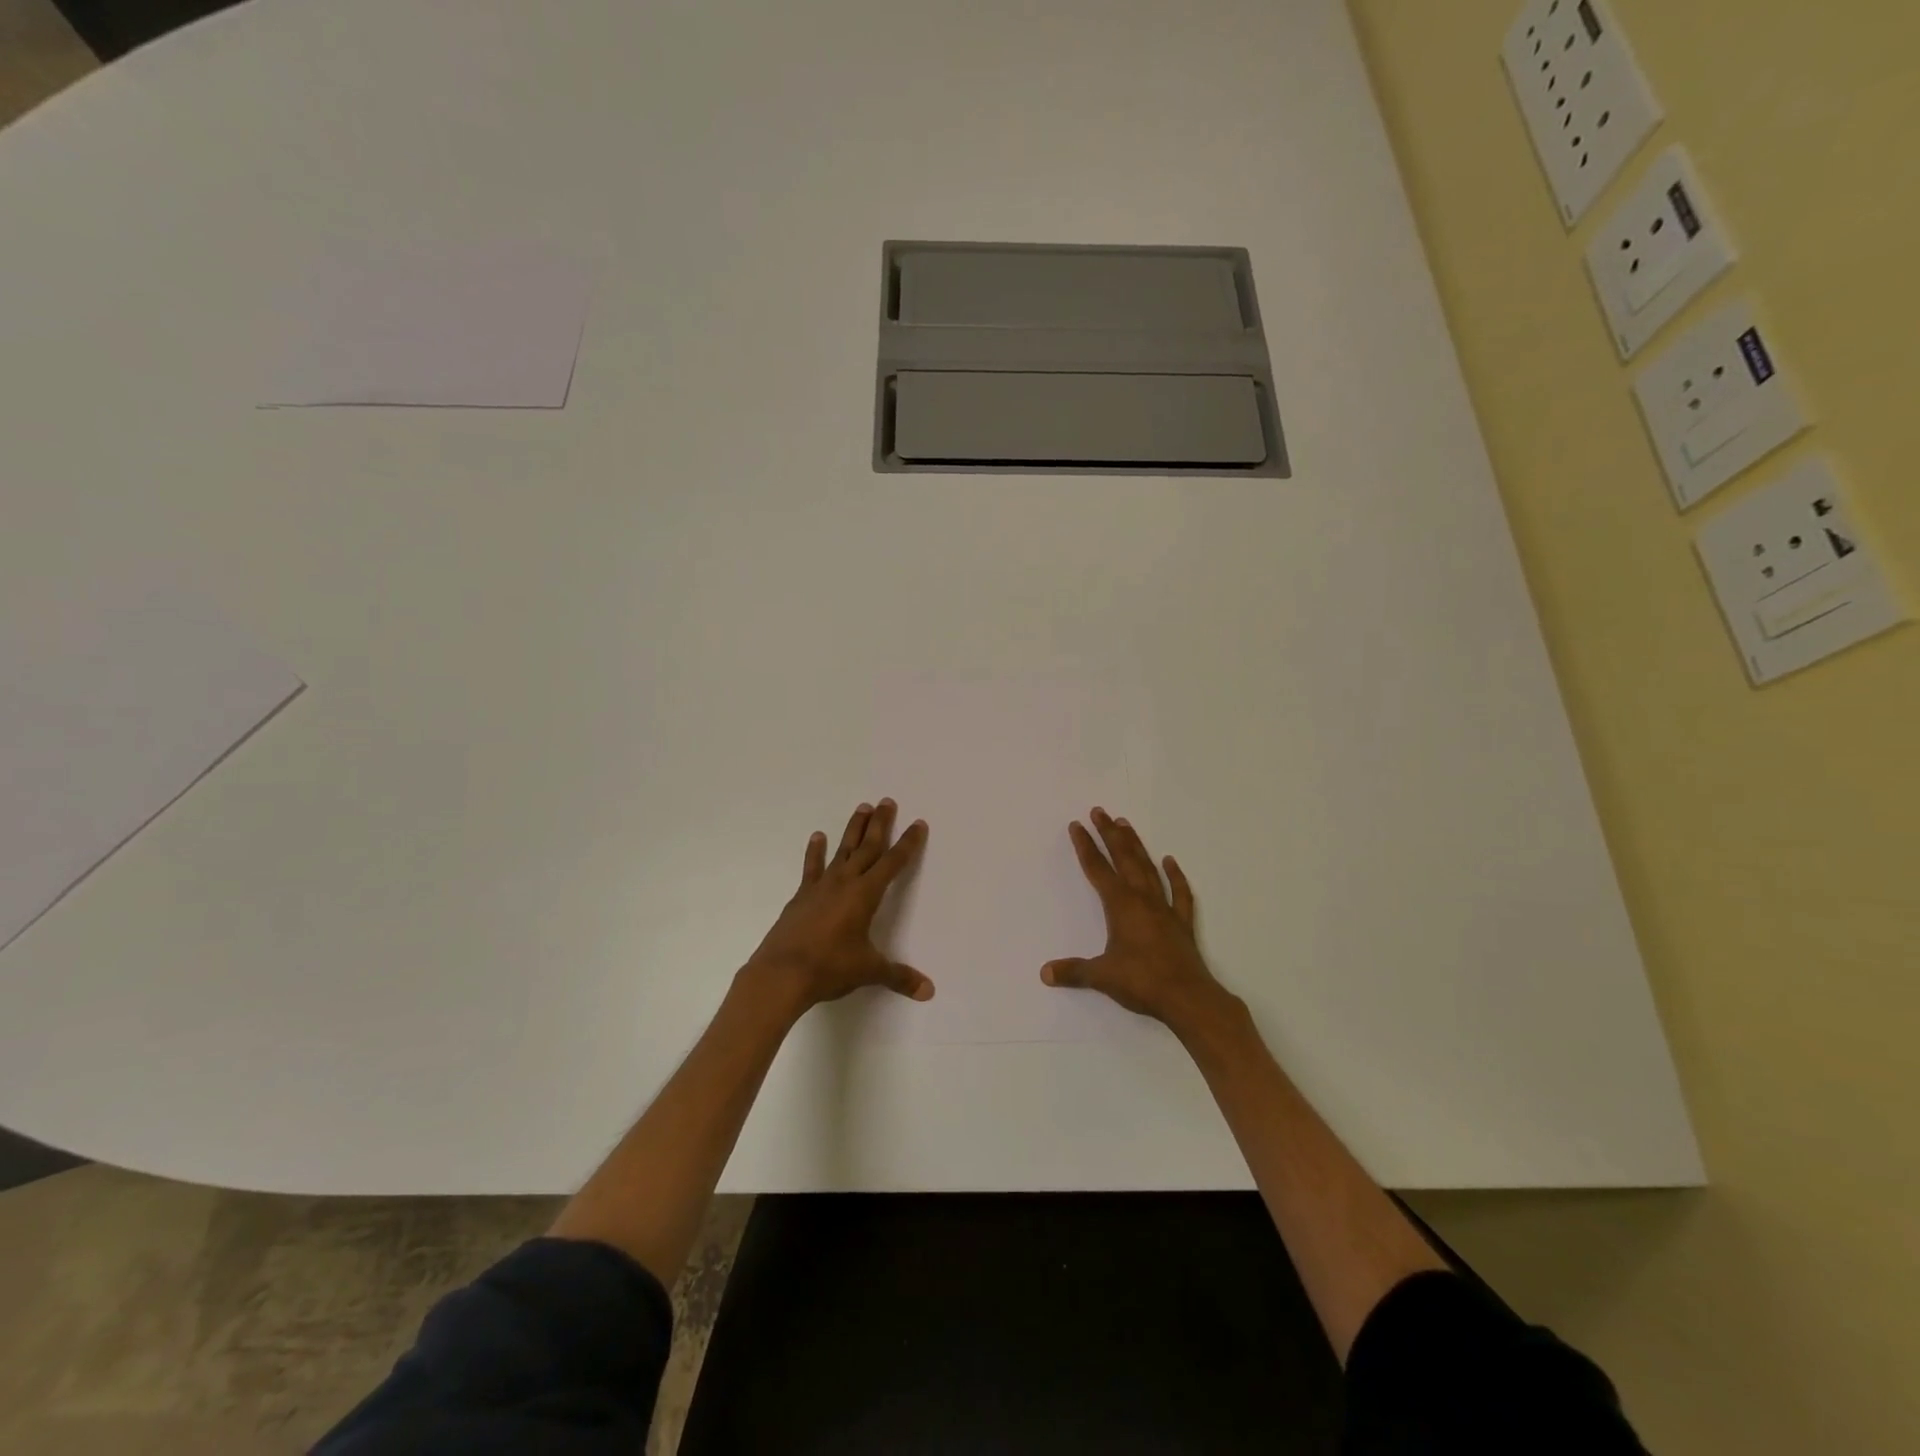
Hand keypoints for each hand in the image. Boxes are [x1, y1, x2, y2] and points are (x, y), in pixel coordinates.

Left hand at [744, 799, 932, 1014]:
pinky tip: (818, 836)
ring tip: (862, 807)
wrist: (781, 974)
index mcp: (865, 895)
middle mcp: (845, 883)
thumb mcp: (868, 971)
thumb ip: (899, 976)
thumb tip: (929, 991)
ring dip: (853, 829)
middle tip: (888, 801)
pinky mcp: (801, 896)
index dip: (908, 844)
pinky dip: (815, 852)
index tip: (918, 823)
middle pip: (867, 847)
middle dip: (880, 824)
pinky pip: (811, 868)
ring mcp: (820, 887)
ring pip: (842, 850)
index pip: (893, 863)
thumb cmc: (829, 968)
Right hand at [1041, 807, 1229, 1030]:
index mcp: (1120, 905)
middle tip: (1100, 811)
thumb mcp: (1101, 976)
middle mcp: (1142, 899)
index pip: (1097, 869)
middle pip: (1123, 858)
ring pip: (1148, 868)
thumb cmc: (1142, 982)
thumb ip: (1073, 971)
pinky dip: (1175, 876)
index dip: (1085, 846)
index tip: (1077, 825)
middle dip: (1109, 834)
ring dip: (1136, 845)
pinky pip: (1179, 893)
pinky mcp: (1182, 923)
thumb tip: (1045, 973)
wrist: (1188, 998)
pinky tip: (1170, 862)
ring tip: (1126, 824)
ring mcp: (1164, 908)